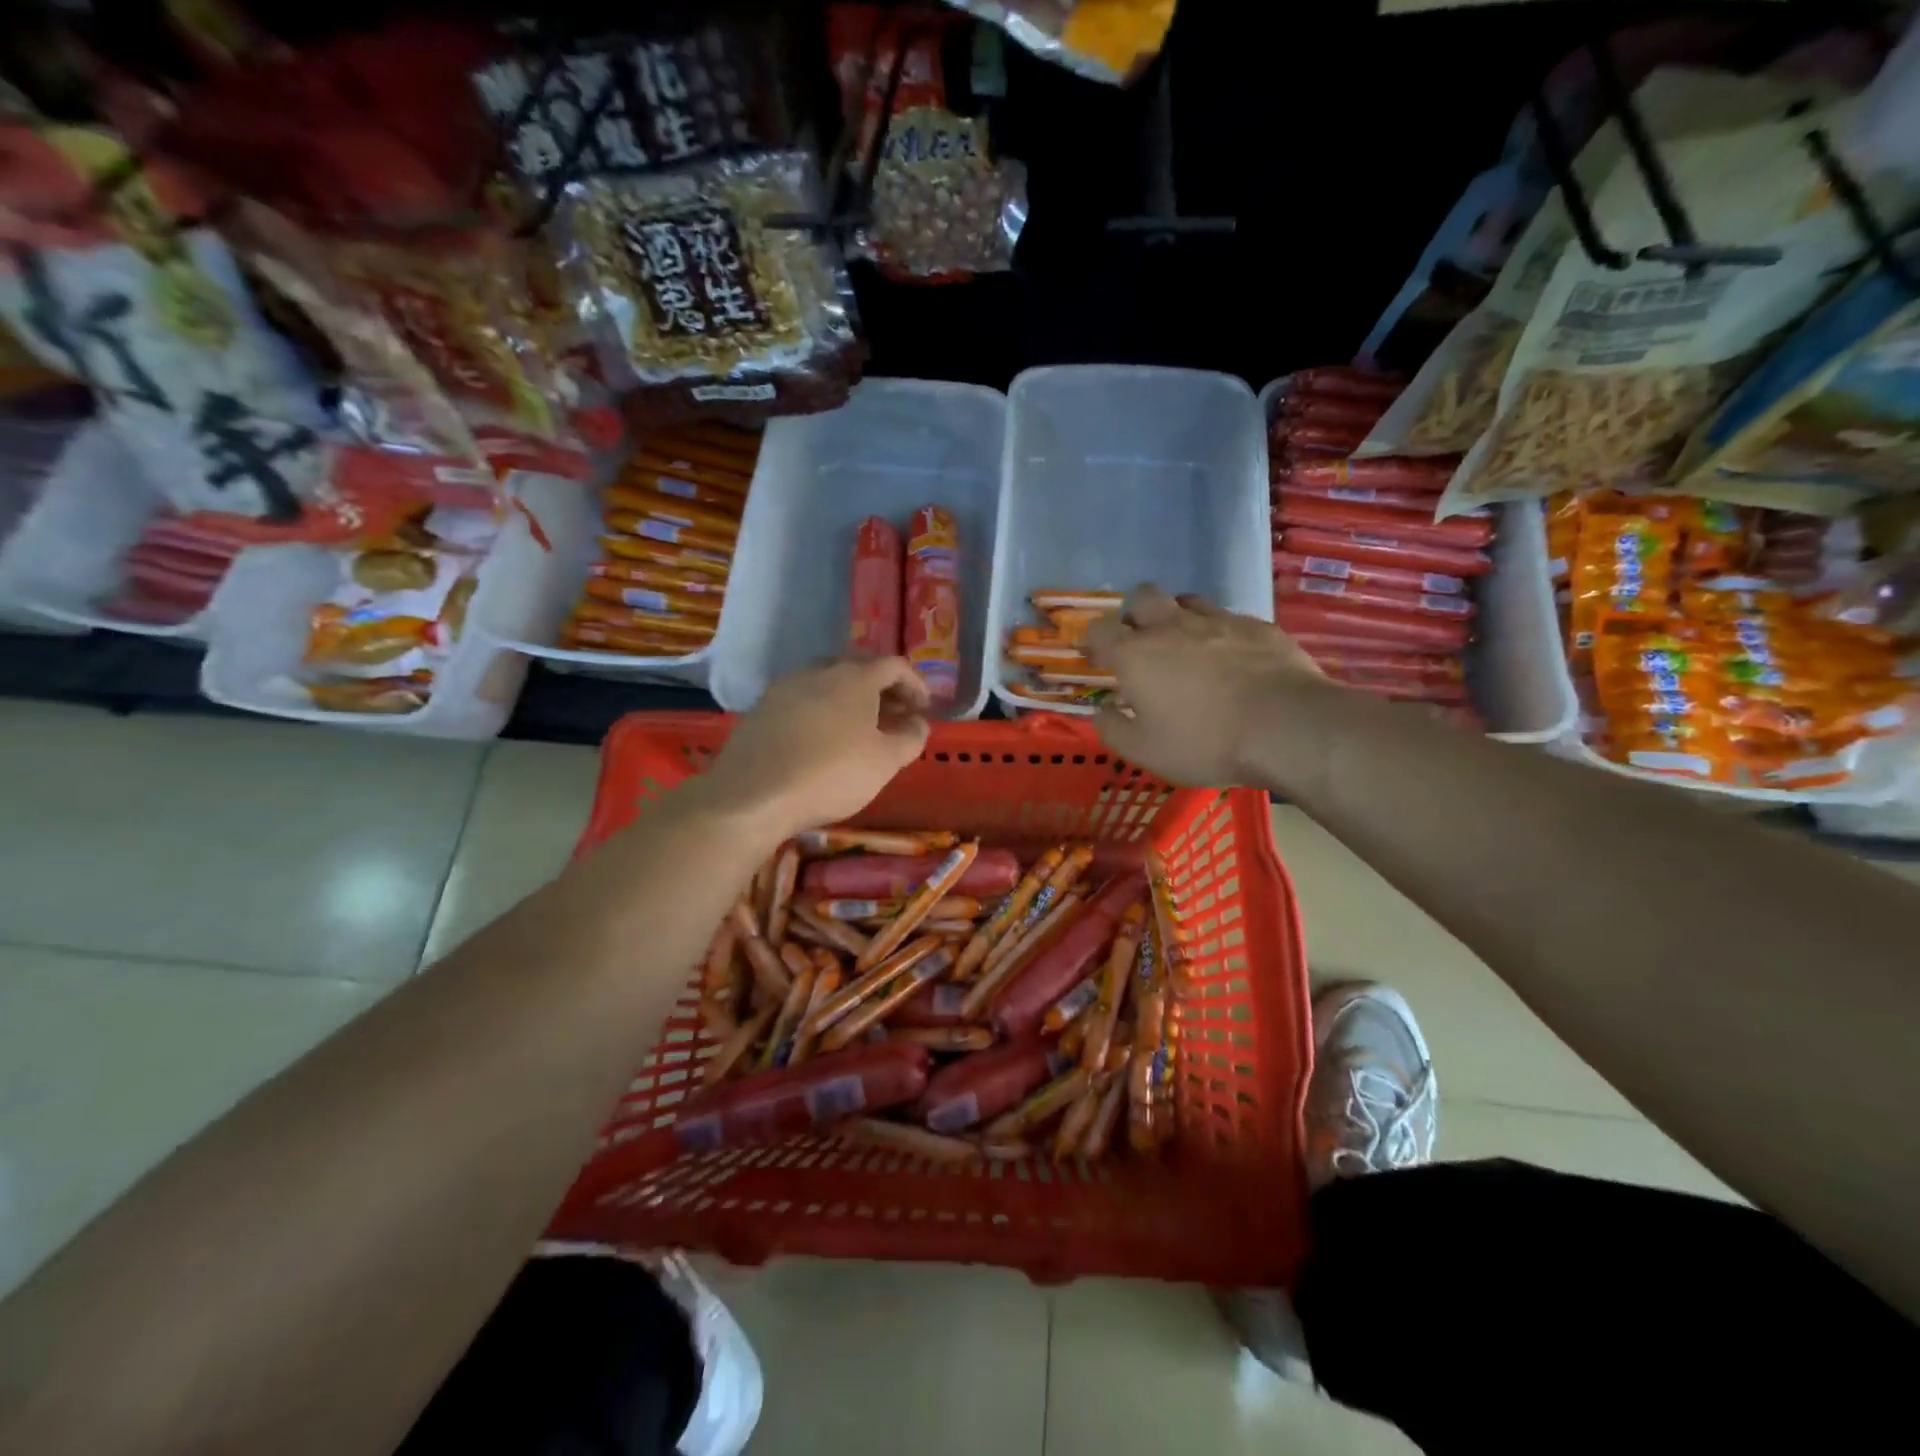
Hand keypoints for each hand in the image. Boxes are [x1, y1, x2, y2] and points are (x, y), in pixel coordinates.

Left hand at [702, 657, 931, 836]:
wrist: (752, 795)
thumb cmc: (831, 774)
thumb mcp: (885, 762)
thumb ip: (910, 737)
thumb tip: (919, 722)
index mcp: (854, 676)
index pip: (894, 665)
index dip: (915, 684)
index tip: (924, 708)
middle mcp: (818, 670)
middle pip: (859, 670)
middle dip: (882, 691)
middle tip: (895, 717)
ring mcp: (785, 687)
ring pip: (828, 684)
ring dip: (850, 701)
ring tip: (860, 730)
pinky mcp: (761, 708)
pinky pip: (803, 701)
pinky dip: (822, 712)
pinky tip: (822, 741)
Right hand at [1085, 586, 1326, 786]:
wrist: (1286, 726)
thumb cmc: (1205, 741)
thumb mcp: (1146, 751)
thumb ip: (1114, 729)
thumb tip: (1102, 711)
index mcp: (1136, 654)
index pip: (1099, 629)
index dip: (1093, 641)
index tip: (1096, 658)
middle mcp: (1172, 626)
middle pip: (1142, 597)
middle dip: (1134, 615)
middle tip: (1141, 644)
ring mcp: (1217, 620)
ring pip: (1187, 601)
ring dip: (1177, 617)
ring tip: (1185, 645)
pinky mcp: (1257, 625)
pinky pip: (1227, 618)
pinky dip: (1219, 632)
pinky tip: (1230, 657)